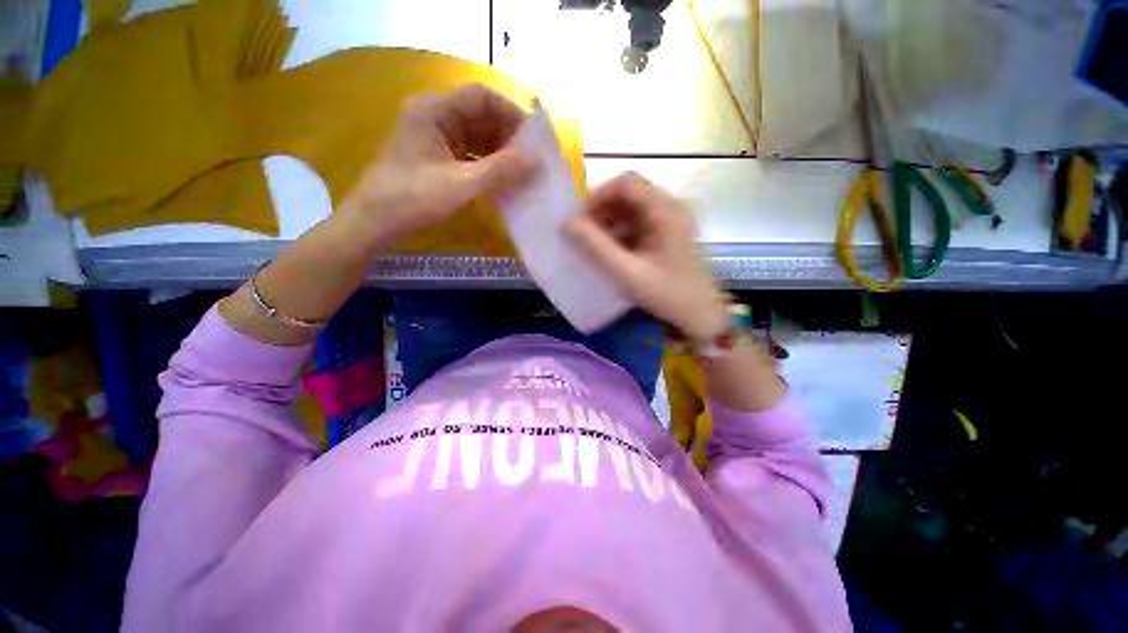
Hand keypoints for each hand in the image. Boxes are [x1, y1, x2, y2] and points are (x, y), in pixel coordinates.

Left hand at [336, 83, 536, 250]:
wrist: (374, 223)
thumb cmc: (413, 199)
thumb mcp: (461, 185)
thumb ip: (500, 171)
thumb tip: (536, 161)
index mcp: (434, 110)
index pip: (481, 97)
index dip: (510, 113)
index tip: (534, 139)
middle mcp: (434, 117)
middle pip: (480, 116)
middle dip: (508, 137)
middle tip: (532, 161)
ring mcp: (435, 138)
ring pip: (477, 137)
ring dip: (500, 153)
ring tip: (522, 173)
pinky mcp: (436, 158)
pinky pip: (469, 154)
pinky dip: (487, 165)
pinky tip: (502, 181)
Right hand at [565, 172, 728, 341]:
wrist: (700, 316)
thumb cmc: (667, 294)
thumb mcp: (627, 272)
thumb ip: (596, 246)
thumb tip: (566, 223)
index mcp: (666, 210)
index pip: (626, 182)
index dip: (598, 196)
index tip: (580, 220)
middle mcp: (670, 207)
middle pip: (628, 193)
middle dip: (601, 210)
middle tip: (582, 234)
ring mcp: (670, 220)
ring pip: (631, 208)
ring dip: (609, 222)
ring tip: (593, 245)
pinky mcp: (667, 233)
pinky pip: (637, 223)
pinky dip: (619, 232)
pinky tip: (610, 251)